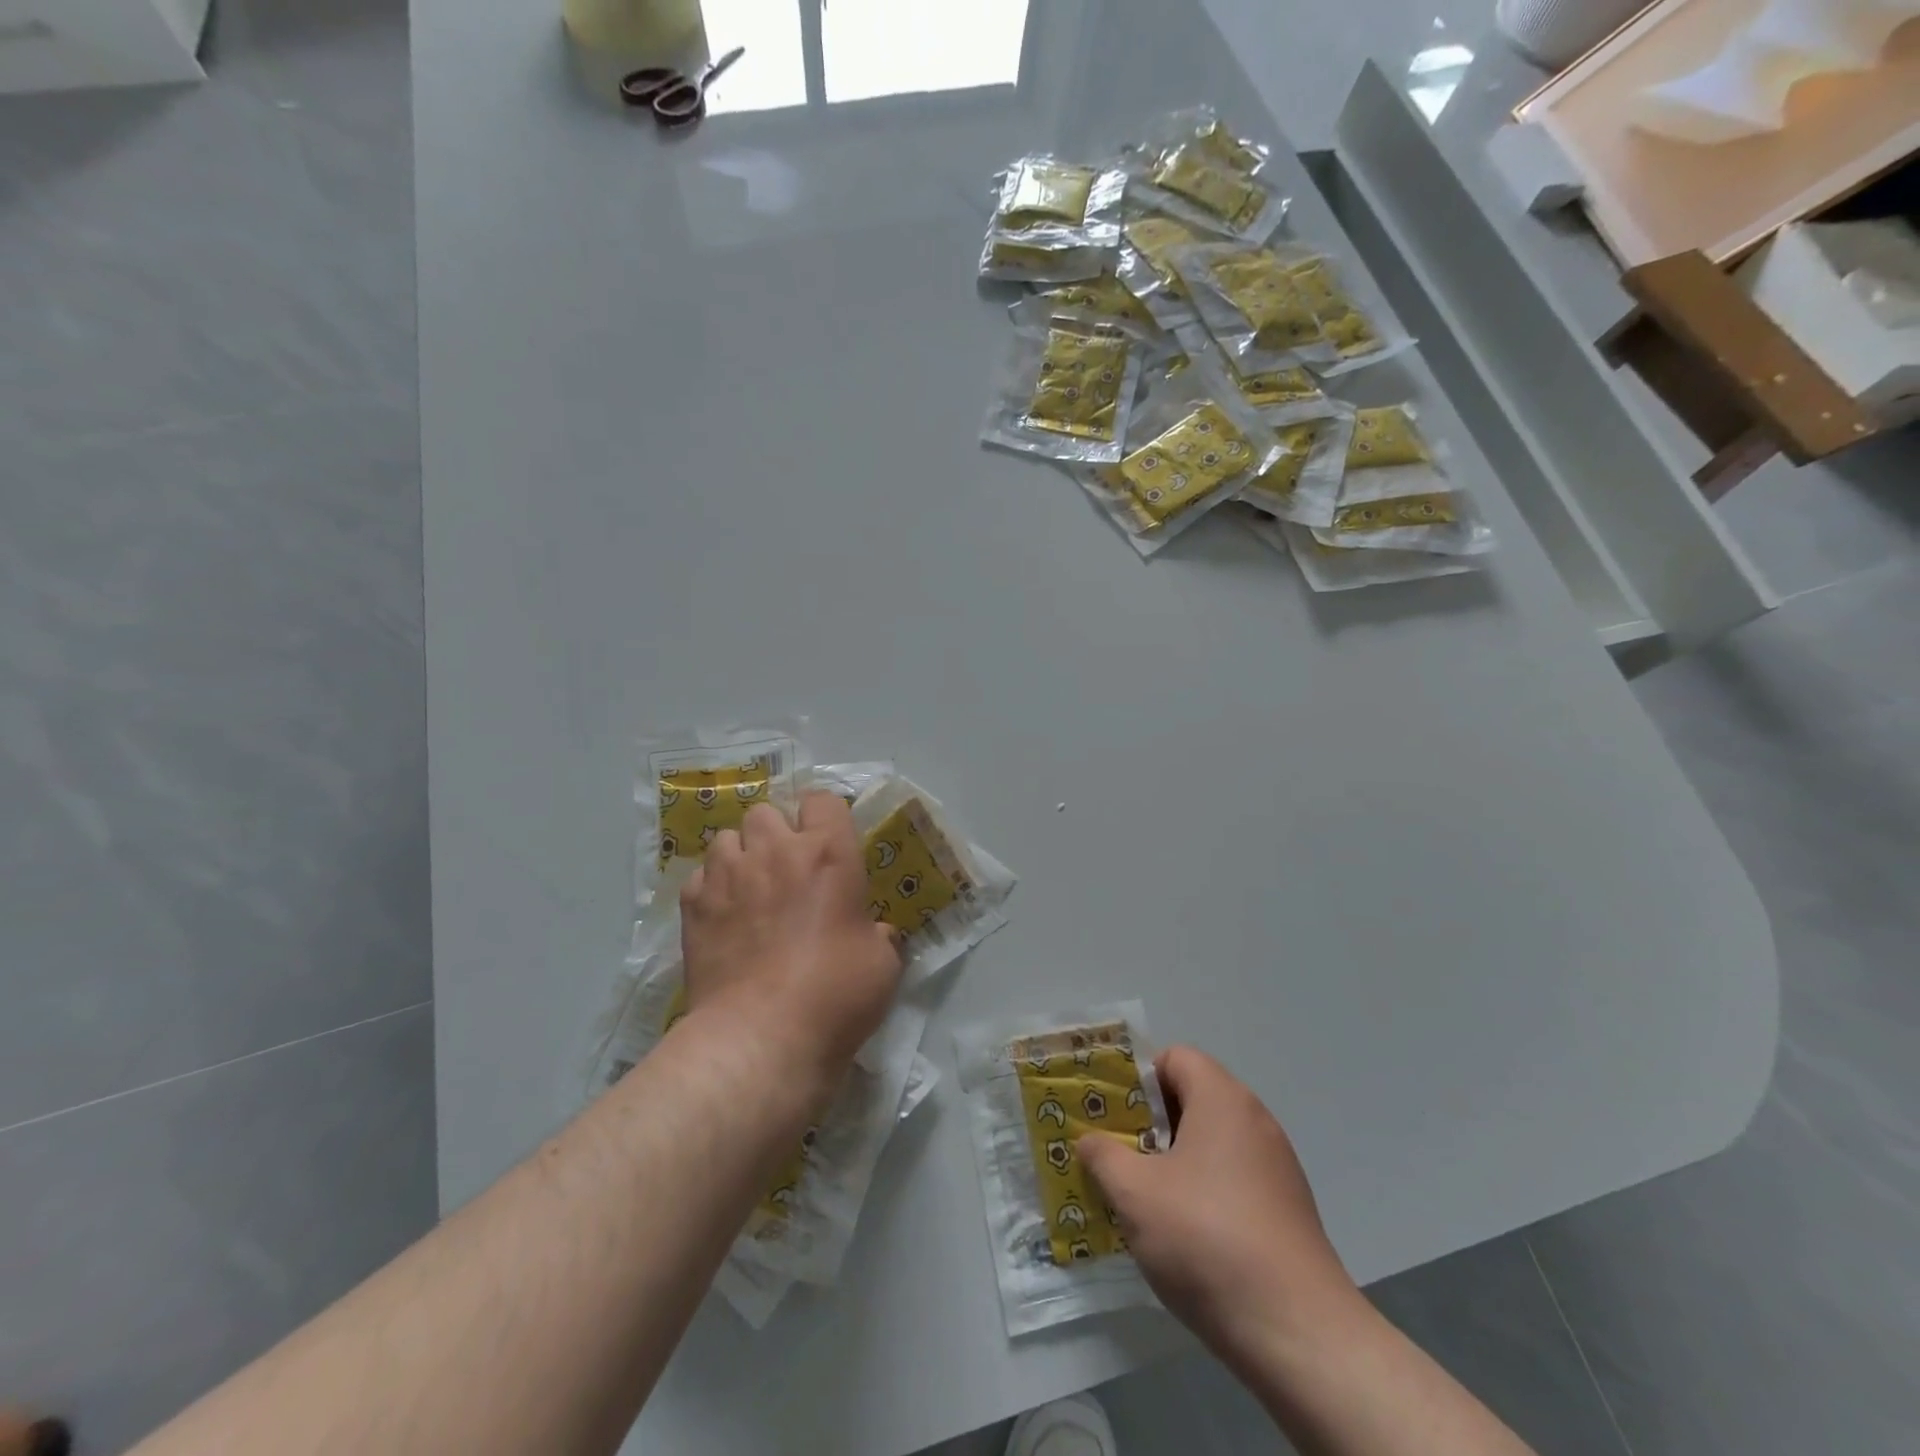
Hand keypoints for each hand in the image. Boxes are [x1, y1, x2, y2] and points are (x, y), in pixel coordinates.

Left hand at [679, 793, 901, 1088]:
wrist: (760, 1038)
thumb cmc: (834, 995)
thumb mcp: (883, 964)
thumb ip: (881, 935)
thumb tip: (877, 932)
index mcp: (828, 854)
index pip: (822, 799)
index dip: (825, 816)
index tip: (830, 842)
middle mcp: (775, 851)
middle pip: (767, 811)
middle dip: (777, 832)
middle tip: (788, 868)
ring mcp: (728, 875)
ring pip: (727, 837)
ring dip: (741, 854)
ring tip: (749, 887)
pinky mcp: (694, 905)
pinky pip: (700, 876)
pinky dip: (712, 887)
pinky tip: (722, 915)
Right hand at [1078, 1046, 1363, 1377]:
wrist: (1299, 1335)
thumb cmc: (1207, 1240)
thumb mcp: (1134, 1193)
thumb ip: (1103, 1155)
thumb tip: (1090, 1141)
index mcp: (1222, 1098)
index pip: (1174, 1058)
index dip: (1138, 1079)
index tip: (1112, 1116)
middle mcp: (1255, 1120)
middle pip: (1192, 1099)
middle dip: (1150, 1123)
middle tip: (1117, 1155)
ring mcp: (1277, 1167)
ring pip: (1211, 1143)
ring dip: (1174, 1161)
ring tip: (1142, 1199)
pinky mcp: (1288, 1210)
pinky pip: (1233, 1179)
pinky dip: (1204, 1191)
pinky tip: (1184, 1235)